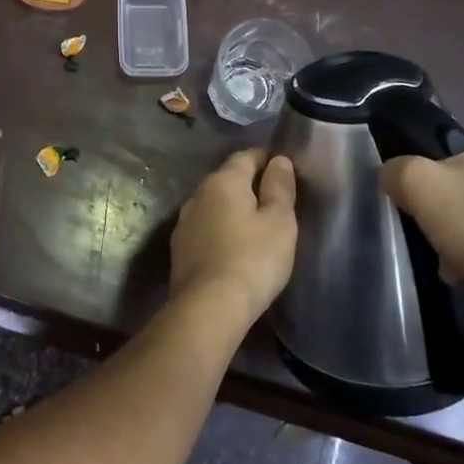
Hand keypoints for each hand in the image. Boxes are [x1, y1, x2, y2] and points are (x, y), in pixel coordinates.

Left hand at [170, 149, 297, 323]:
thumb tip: (278, 160)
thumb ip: (280, 187)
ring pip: (214, 204)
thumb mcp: (279, 221)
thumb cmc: (252, 258)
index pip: (246, 156)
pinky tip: (232, 245)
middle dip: (249, 183)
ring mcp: (185, 221)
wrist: (208, 306)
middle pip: (227, 179)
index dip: (266, 159)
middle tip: (274, 199)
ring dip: (232, 208)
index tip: (284, 169)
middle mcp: (198, 194)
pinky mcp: (179, 248)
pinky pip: (205, 227)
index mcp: (223, 181)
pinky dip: (220, 229)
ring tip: (255, 224)